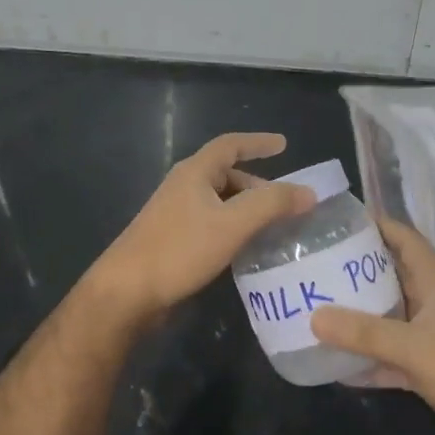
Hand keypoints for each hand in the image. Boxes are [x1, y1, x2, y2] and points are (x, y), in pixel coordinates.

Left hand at [89, 133, 315, 320]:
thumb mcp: (232, 224)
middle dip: (259, 185)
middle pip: (227, 175)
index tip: (284, 145)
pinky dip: (234, 228)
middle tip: (286, 203)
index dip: (258, 142)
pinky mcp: (173, 240)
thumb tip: (308, 192)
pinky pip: (212, 223)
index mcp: (195, 172)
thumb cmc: (179, 250)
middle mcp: (184, 187)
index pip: (230, 145)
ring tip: (274, 228)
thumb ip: (272, 205)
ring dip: (247, 209)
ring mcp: (176, 214)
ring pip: (220, 202)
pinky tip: (246, 249)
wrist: (126, 292)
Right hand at [312, 217, 434, 434]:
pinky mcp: (423, 369)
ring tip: (315, 304)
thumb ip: (364, 333)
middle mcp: (429, 304)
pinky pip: (385, 355)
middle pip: (389, 275)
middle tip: (314, 263)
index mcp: (434, 284)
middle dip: (355, 268)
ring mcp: (427, 338)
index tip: (340, 221)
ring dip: (356, 313)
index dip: (378, 225)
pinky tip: (331, 362)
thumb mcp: (413, 348)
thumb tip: (314, 316)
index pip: (406, 240)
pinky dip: (363, 357)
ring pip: (385, 316)